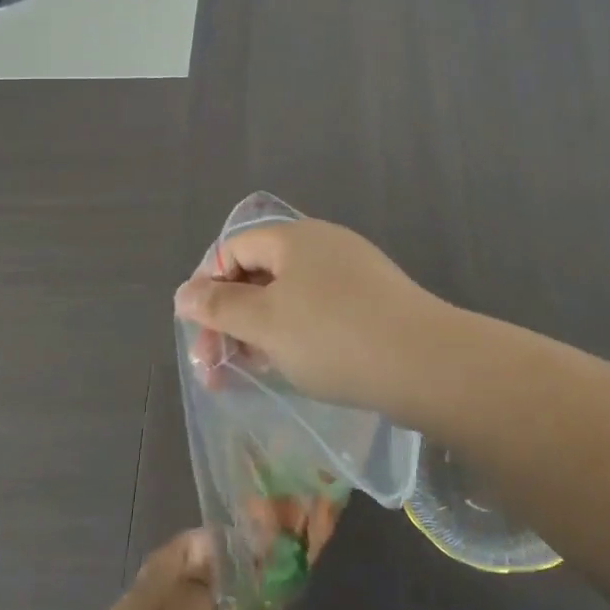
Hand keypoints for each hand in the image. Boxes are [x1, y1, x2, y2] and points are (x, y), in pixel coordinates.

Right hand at [173, 218, 451, 415]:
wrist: (426, 364)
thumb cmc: (332, 337)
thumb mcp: (264, 323)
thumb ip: (218, 306)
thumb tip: (183, 293)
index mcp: (294, 238)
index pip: (233, 248)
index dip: (207, 286)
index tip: (200, 333)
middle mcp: (324, 245)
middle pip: (260, 272)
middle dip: (231, 317)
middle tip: (218, 366)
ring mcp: (354, 273)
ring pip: (289, 296)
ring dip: (261, 331)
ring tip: (252, 371)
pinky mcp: (374, 302)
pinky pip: (320, 311)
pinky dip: (296, 335)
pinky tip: (295, 367)